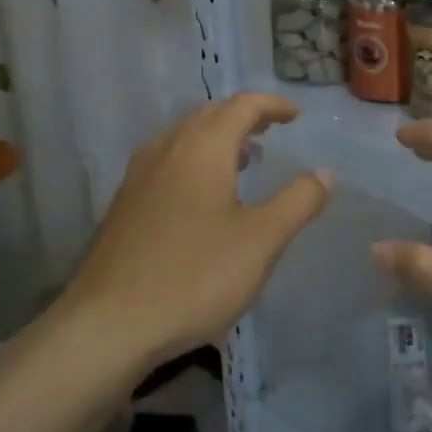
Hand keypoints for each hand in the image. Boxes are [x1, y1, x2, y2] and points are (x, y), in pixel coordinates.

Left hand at [66, 94, 331, 367]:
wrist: (107, 326)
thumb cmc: (194, 276)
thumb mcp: (261, 241)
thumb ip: (297, 202)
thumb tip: (324, 173)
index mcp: (203, 147)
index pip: (242, 105)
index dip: (273, 105)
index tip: (297, 116)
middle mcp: (168, 148)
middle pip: (211, 115)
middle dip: (245, 117)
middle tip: (273, 129)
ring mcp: (140, 175)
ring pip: (185, 137)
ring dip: (218, 138)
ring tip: (244, 158)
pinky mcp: (124, 204)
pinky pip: (168, 160)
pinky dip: (195, 159)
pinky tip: (203, 196)